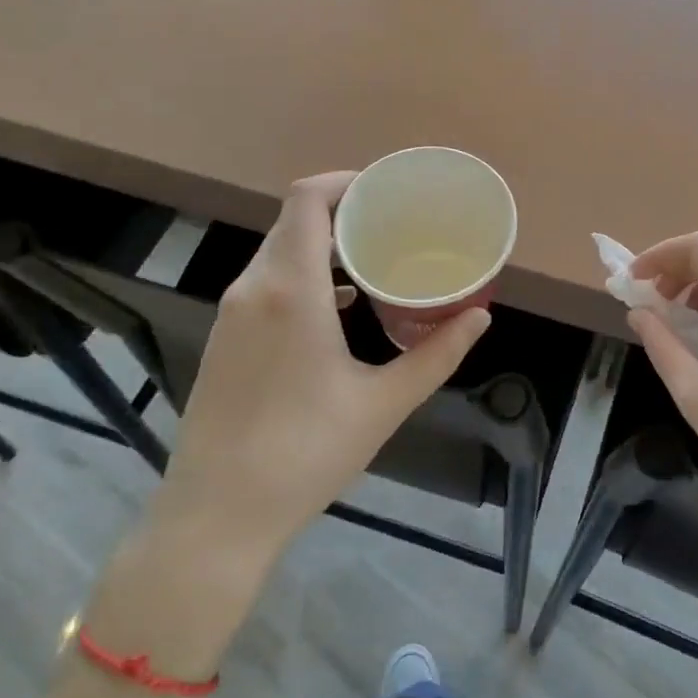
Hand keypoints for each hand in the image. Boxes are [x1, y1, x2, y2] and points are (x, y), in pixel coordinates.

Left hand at [155, 171, 490, 559]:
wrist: (217, 515)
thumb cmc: (306, 453)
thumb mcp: (383, 403)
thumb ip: (436, 354)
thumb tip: (480, 317)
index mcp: (290, 290)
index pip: (306, 200)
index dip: (345, 182)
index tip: (385, 192)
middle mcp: (253, 288)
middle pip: (294, 222)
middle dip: (343, 213)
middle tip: (392, 226)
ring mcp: (231, 315)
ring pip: (277, 253)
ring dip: (321, 246)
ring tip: (372, 262)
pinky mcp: (223, 340)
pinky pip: (265, 283)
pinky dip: (302, 276)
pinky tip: (338, 307)